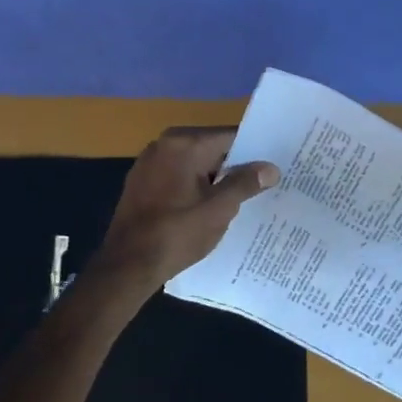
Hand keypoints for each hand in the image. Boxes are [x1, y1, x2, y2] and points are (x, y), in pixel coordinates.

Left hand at [92, 127, 278, 290]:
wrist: (127, 265)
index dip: (255, 151)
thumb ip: (246, 183)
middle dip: (236, 165)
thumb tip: (271, 168)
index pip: (230, 137)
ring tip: (243, 196)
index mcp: (184, 143)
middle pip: (212, 148)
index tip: (275, 164)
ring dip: (215, 178)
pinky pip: (178, 176)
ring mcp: (149, 163)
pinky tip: (209, 206)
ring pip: (195, 163)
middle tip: (265, 182)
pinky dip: (195, 186)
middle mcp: (164, 144)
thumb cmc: (177, 233)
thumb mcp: (219, 209)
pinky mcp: (141, 182)